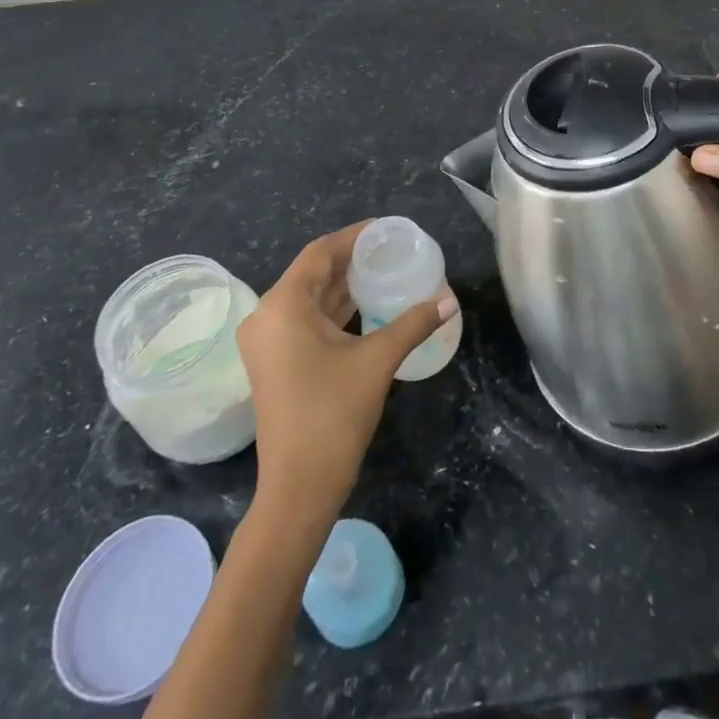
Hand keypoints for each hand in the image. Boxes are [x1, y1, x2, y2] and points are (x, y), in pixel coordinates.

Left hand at [237, 222, 455, 525]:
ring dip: (345, 284)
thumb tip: (450, 299)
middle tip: (392, 249)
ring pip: (310, 297)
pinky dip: (336, 309)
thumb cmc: (333, 415)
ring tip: (385, 269)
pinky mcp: (276, 362)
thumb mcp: (378, 361)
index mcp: (283, 306)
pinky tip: (368, 304)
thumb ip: (414, 323)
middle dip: (352, 259)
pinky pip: (307, 319)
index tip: (386, 229)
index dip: (353, 237)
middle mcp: (268, 316)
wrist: (298, 489)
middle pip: (314, 273)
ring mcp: (268, 342)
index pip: (319, 253)